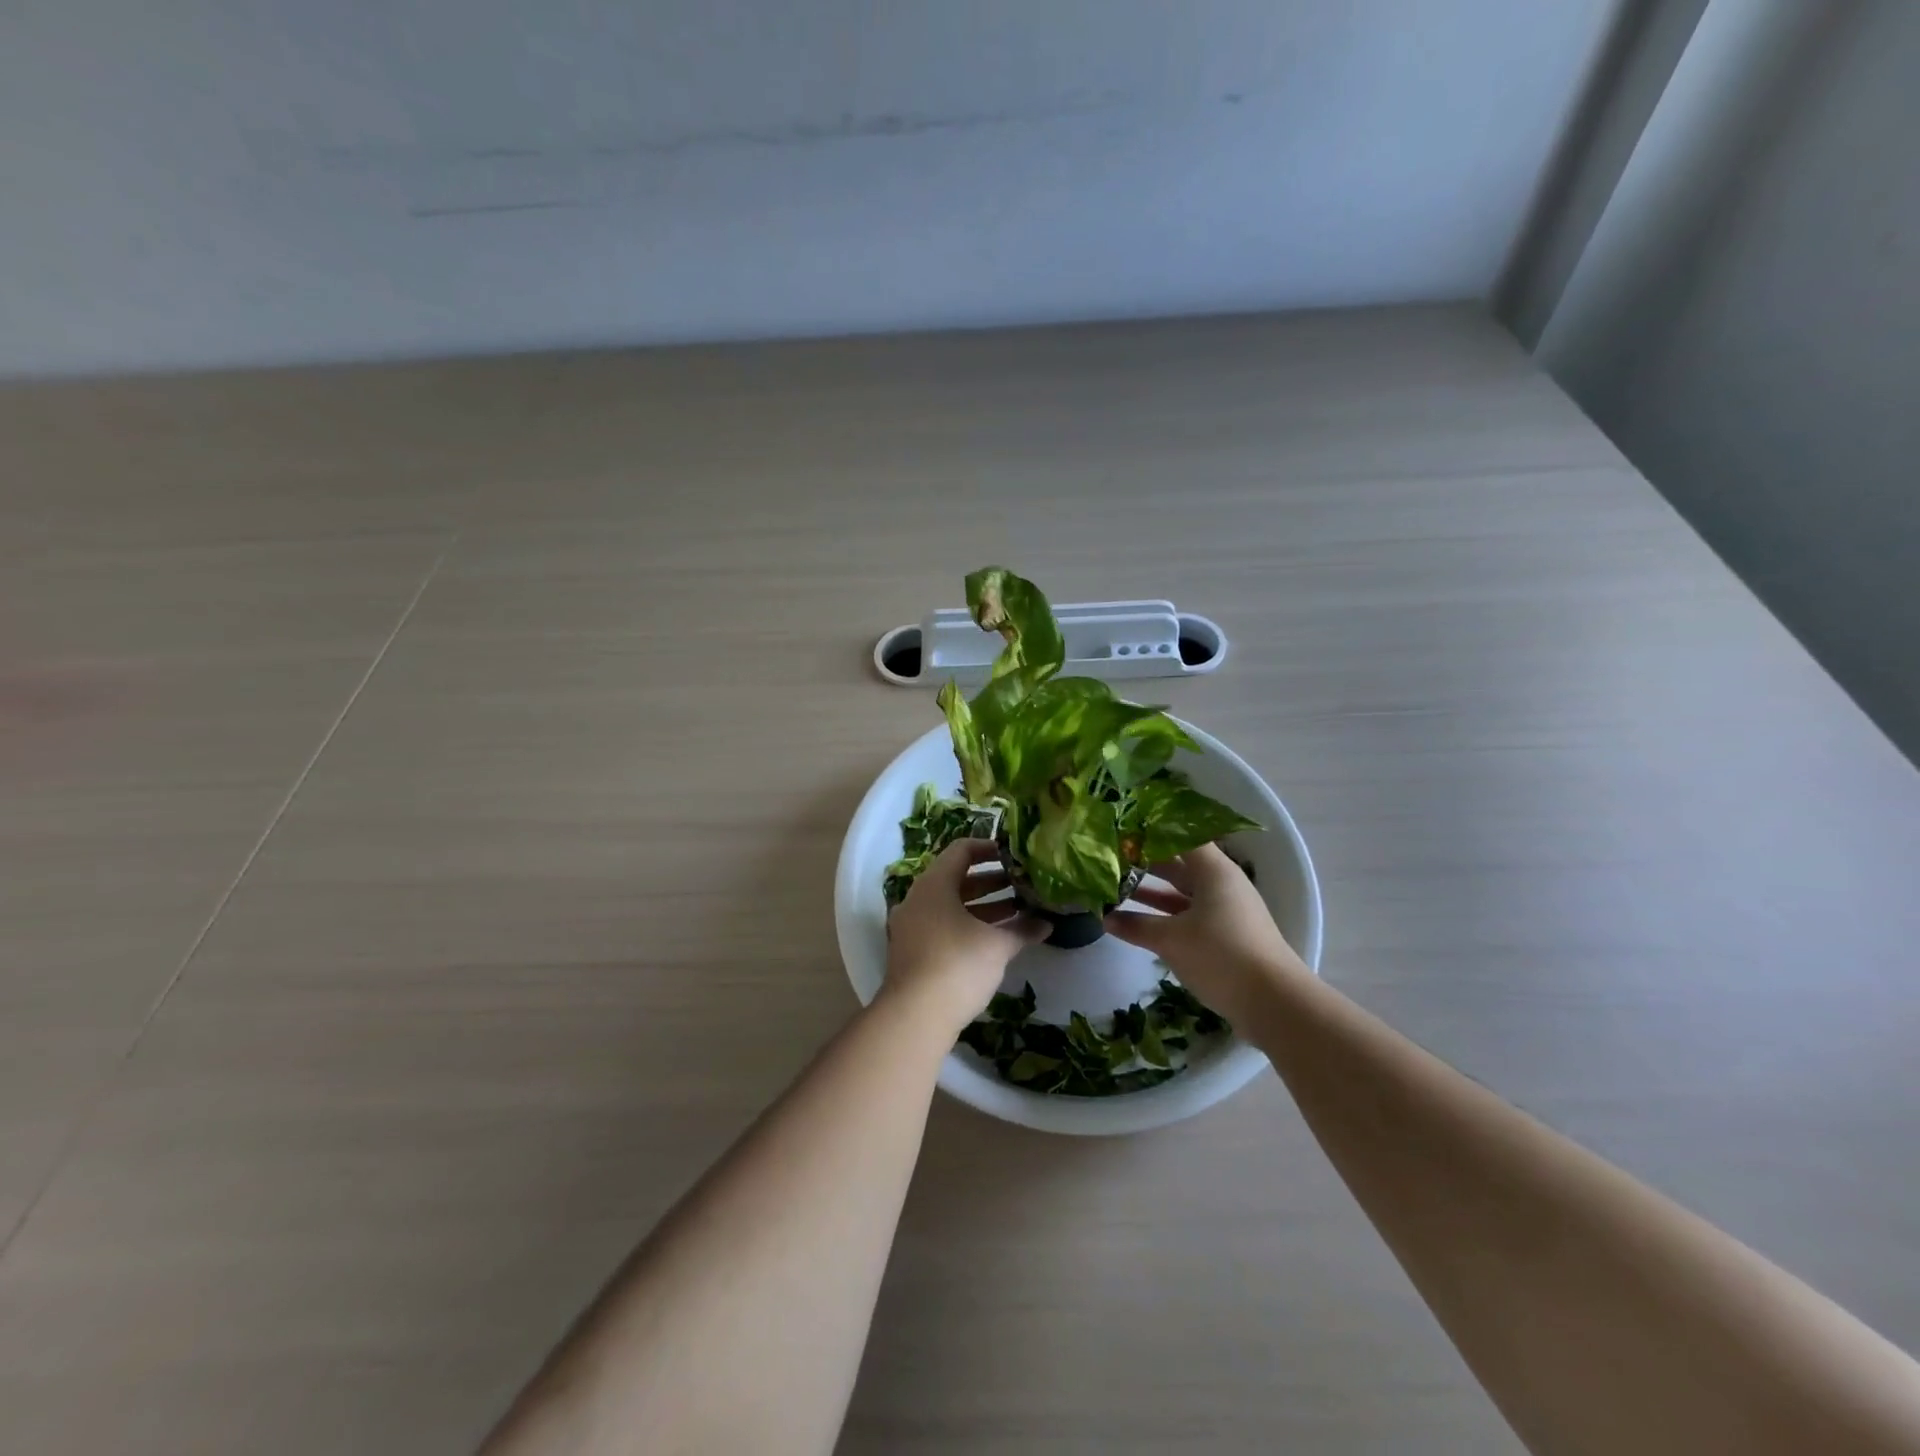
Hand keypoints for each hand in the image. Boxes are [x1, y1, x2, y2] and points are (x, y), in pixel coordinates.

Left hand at [883, 839, 1045, 1033]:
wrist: (914, 1016)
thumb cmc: (958, 964)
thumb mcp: (996, 945)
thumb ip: (1022, 930)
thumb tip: (1047, 923)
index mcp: (934, 884)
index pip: (961, 850)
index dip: (989, 848)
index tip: (1014, 856)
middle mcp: (918, 899)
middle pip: (957, 879)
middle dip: (992, 882)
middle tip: (1022, 886)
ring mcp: (912, 926)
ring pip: (951, 906)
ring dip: (983, 907)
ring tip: (1018, 911)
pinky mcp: (913, 951)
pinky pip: (944, 926)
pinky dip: (969, 926)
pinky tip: (996, 939)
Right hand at [1104, 843, 1309, 1026]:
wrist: (1274, 1002)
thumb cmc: (1221, 955)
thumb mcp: (1171, 939)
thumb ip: (1136, 926)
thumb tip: (1104, 918)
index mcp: (1213, 870)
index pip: (1179, 836)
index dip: (1150, 832)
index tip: (1120, 830)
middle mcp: (1221, 883)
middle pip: (1178, 863)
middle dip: (1144, 862)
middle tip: (1108, 860)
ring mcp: (1224, 909)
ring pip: (1181, 891)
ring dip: (1151, 891)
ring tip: (1114, 888)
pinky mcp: (1225, 934)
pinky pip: (1188, 913)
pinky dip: (1164, 914)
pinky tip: (1136, 921)